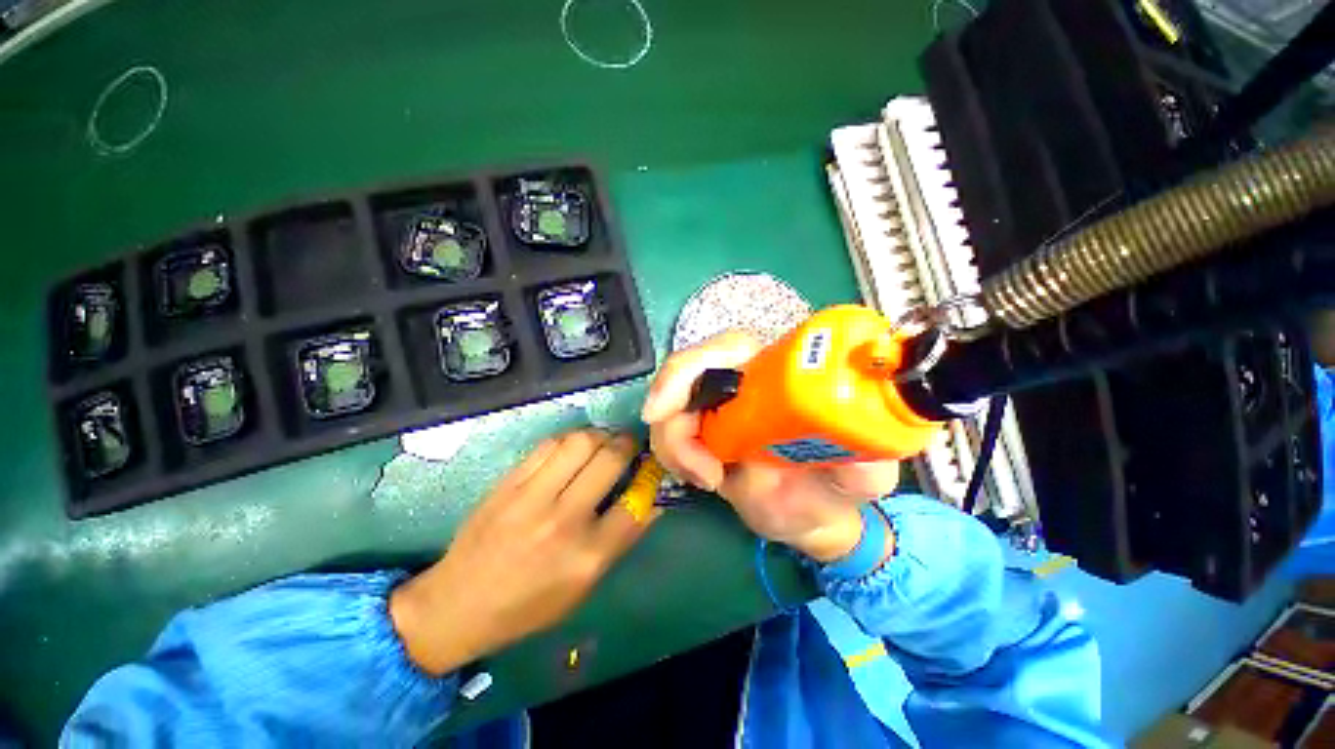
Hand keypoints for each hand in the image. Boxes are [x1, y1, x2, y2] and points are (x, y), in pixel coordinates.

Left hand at [390, 429, 657, 675]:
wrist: (458, 604)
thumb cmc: (529, 604)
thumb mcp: (584, 586)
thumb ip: (620, 540)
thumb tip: (651, 501)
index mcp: (587, 556)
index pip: (636, 503)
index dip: (650, 478)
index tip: (651, 467)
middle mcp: (564, 521)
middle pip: (611, 460)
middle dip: (628, 444)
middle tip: (628, 445)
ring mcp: (532, 498)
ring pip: (580, 441)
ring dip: (599, 435)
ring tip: (602, 441)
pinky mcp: (508, 483)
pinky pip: (548, 444)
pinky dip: (569, 438)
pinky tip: (572, 446)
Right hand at [642, 331, 899, 561]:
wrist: (812, 513)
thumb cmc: (835, 486)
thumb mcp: (861, 478)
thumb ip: (869, 468)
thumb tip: (868, 458)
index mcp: (779, 374)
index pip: (729, 348)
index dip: (694, 365)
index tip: (668, 406)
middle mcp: (742, 383)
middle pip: (687, 371)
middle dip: (672, 407)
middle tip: (695, 464)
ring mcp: (717, 408)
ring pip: (670, 406)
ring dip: (676, 444)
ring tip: (711, 479)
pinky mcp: (701, 434)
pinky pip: (670, 433)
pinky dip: (675, 456)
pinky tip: (704, 478)